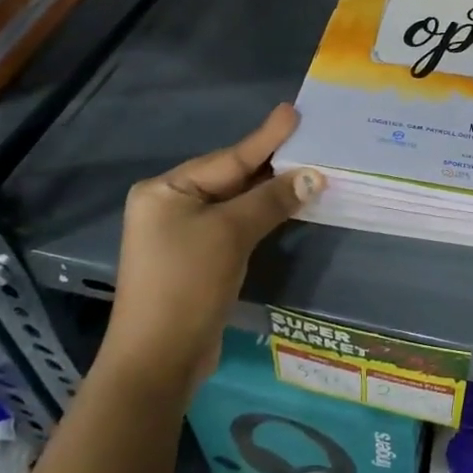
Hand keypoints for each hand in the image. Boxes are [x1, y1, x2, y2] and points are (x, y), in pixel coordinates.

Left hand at [101, 104, 321, 394]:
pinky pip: (234, 225)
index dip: (266, 137)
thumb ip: (271, 200)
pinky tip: (288, 206)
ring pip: (235, 203)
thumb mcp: (231, 234)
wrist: (158, 361)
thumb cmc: (187, 284)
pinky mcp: (196, 259)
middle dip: (271, 164)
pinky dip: (261, 216)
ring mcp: (181, 234)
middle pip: (231, 177)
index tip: (294, 111)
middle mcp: (169, 206)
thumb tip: (314, 176)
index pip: (228, 158)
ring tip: (309, 168)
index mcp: (166, 190)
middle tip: (310, 139)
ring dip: (270, 191)